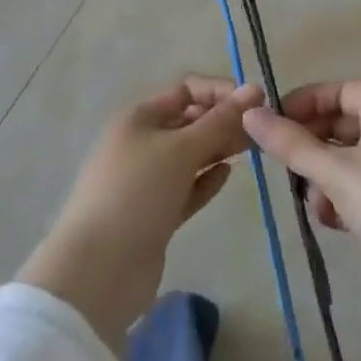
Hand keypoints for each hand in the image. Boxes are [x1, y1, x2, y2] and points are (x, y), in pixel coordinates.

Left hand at [18, 76, 263, 355]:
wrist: (99, 271)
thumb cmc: (137, 193)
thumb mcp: (181, 150)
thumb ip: (219, 122)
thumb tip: (254, 89)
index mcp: (139, 117)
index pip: (186, 90)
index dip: (220, 92)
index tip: (256, 103)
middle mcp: (142, 142)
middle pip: (189, 121)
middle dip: (223, 121)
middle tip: (262, 131)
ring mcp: (147, 181)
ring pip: (190, 155)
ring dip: (219, 149)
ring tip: (253, 150)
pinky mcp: (155, 214)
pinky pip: (187, 188)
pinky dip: (206, 180)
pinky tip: (228, 175)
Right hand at [241, 79, 360, 291]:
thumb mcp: (335, 173)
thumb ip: (290, 143)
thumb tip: (249, 114)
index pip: (339, 89)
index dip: (305, 102)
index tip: (273, 124)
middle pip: (344, 122)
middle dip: (312, 145)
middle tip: (285, 168)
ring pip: (352, 156)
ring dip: (325, 176)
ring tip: (314, 204)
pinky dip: (345, 195)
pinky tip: (334, 222)